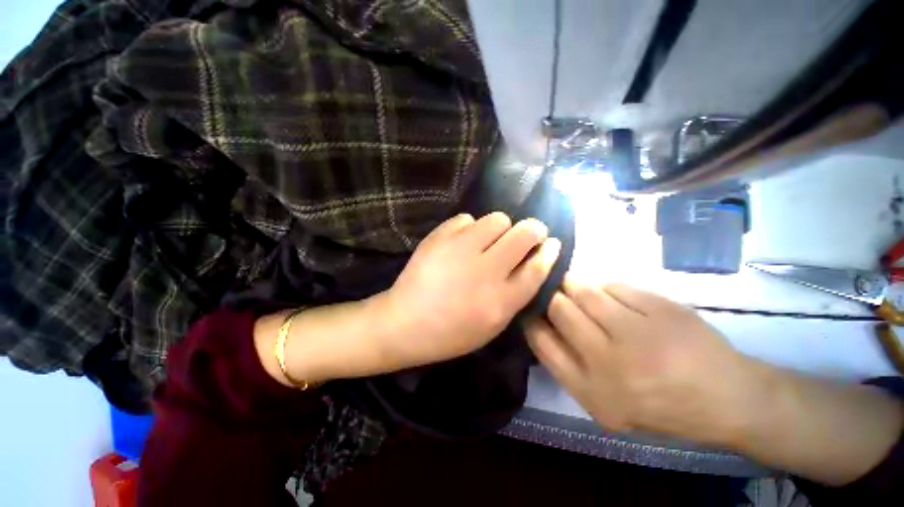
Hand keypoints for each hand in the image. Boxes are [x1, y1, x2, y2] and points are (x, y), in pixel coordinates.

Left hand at [382, 212, 561, 367]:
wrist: (405, 323)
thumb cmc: (451, 332)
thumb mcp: (492, 326)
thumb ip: (516, 295)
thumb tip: (534, 262)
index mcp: (500, 300)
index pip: (537, 267)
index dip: (549, 251)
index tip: (552, 242)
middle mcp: (485, 271)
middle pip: (524, 234)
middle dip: (533, 229)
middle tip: (527, 234)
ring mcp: (460, 250)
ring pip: (497, 219)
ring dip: (499, 227)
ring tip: (488, 240)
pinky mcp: (439, 237)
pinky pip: (467, 218)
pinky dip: (469, 227)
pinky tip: (461, 241)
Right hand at [525, 276, 758, 445]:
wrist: (728, 399)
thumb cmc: (661, 406)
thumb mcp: (606, 404)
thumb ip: (569, 366)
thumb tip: (541, 322)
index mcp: (592, 390)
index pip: (540, 340)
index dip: (530, 318)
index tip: (530, 307)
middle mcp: (609, 361)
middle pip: (559, 309)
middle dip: (549, 295)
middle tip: (550, 290)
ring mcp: (638, 333)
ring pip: (584, 291)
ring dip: (572, 283)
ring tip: (572, 283)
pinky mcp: (661, 309)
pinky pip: (614, 286)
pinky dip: (603, 285)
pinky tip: (607, 292)